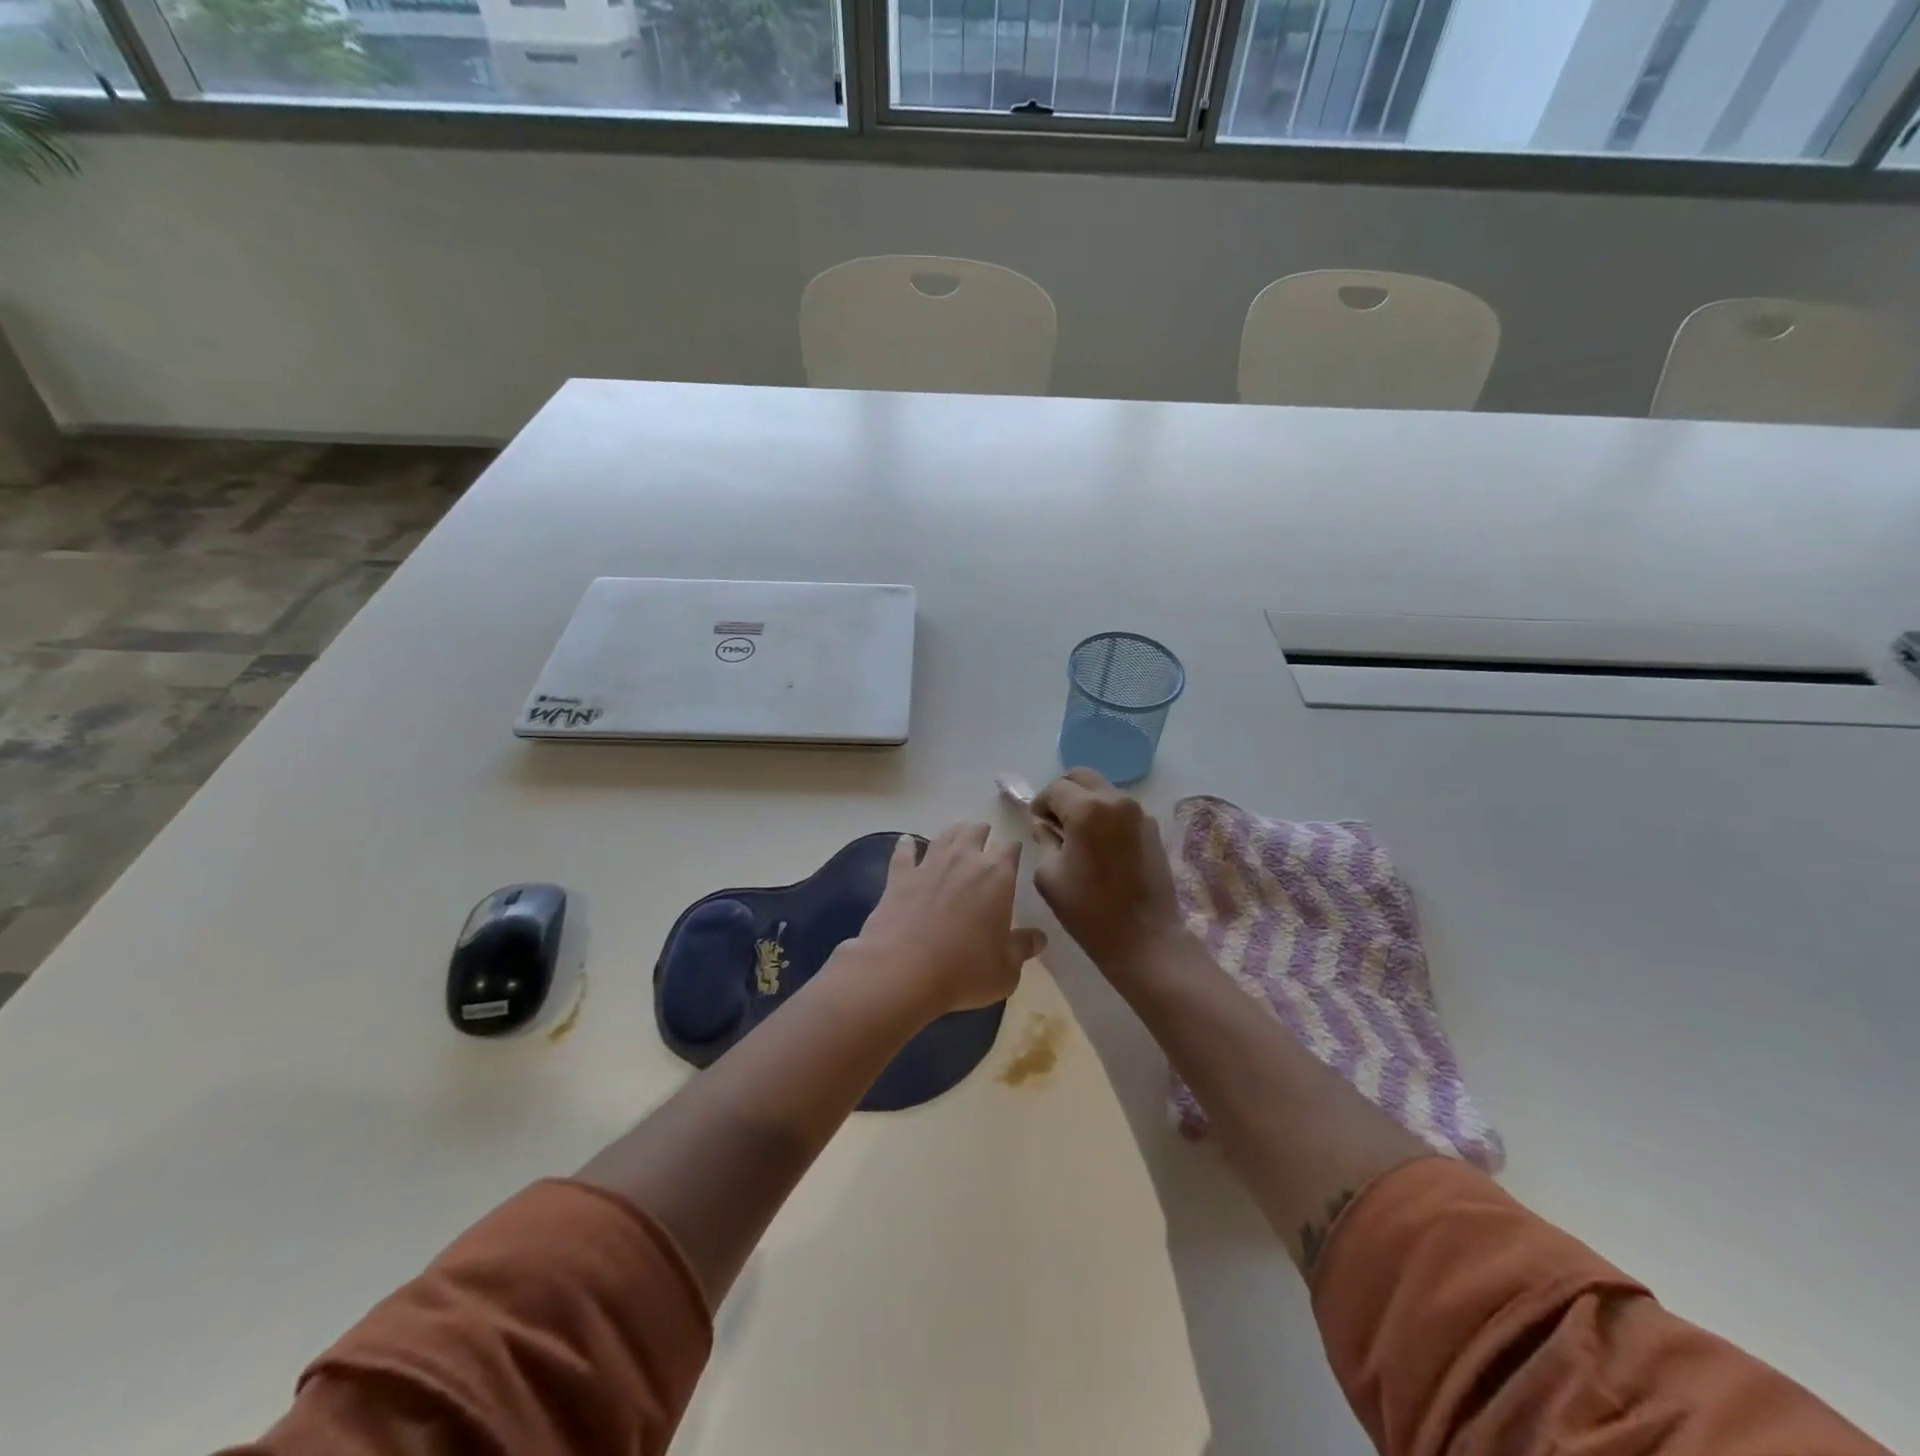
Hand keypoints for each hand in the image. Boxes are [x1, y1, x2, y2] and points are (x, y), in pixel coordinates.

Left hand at [843, 823, 1045, 1017]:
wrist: (902, 972)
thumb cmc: (964, 970)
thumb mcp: (1006, 969)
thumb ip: (1022, 948)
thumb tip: (1038, 938)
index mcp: (996, 875)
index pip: (1010, 848)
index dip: (1013, 849)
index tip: (1015, 854)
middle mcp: (964, 860)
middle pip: (975, 832)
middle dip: (983, 833)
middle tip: (985, 839)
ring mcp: (928, 865)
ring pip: (944, 836)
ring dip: (952, 833)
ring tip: (957, 834)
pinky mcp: (899, 877)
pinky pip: (903, 853)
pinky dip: (906, 846)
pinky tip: (906, 841)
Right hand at [1031, 769, 1186, 975]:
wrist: (1145, 938)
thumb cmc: (1089, 910)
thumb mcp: (1049, 875)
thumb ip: (1043, 840)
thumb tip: (1044, 825)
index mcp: (1087, 809)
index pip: (1054, 789)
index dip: (1040, 803)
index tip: (1036, 823)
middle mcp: (1116, 800)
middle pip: (1081, 777)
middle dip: (1063, 793)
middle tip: (1054, 820)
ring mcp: (1138, 812)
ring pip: (1103, 790)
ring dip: (1085, 802)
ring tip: (1076, 833)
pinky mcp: (1152, 828)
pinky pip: (1120, 808)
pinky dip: (1105, 815)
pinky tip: (1099, 845)